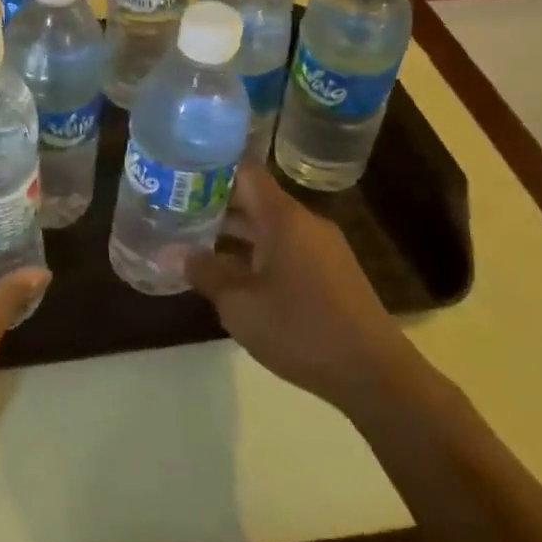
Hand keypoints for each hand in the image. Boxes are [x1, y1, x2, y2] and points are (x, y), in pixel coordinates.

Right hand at [187, 165, 404, 410]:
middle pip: (254, 198)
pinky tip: (229, 273)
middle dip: (214, 203)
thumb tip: (167, 252)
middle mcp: (304, 223)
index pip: (244, 171)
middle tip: (172, 209)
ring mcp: (320, 247)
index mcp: (284, 218)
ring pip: (268, 226)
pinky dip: (254, 252)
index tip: (176, 173)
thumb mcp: (241, 304)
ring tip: (191, 240)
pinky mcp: (328, 272)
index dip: (209, 167)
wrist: (374, 374)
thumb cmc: (301, 330)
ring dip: (233, 232)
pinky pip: (283, 247)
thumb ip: (204, 272)